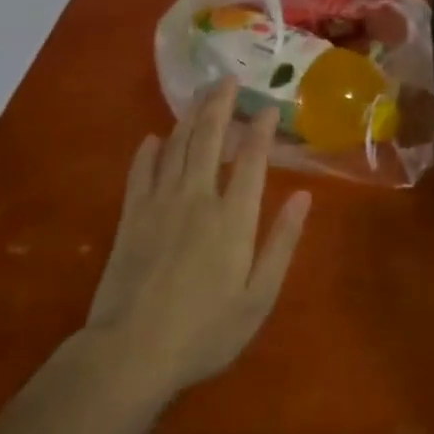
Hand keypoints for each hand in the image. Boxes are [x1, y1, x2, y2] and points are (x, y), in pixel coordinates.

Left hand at [83, 79, 311, 395]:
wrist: (130, 354)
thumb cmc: (203, 332)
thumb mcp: (257, 298)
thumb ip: (282, 243)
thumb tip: (303, 196)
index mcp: (233, 217)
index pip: (251, 158)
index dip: (261, 128)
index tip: (268, 107)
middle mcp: (198, 197)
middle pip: (209, 138)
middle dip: (220, 105)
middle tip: (228, 79)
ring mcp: (160, 203)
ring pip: (177, 146)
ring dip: (190, 117)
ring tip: (200, 95)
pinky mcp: (131, 216)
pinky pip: (141, 171)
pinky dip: (148, 151)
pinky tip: (154, 138)